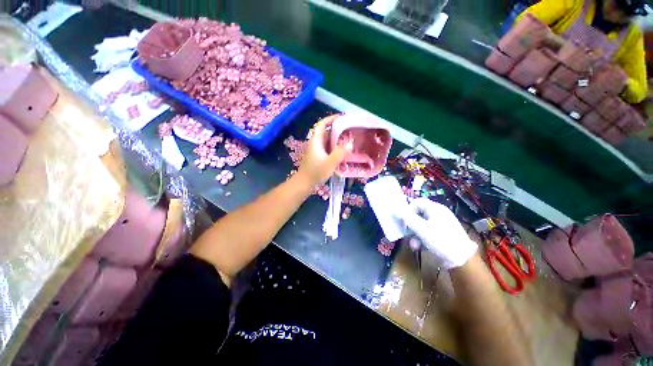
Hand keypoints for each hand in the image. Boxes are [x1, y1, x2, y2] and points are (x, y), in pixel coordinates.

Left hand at [297, 115, 349, 186]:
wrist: (304, 183)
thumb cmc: (316, 172)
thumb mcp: (330, 162)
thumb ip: (340, 153)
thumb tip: (350, 143)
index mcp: (316, 141)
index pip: (322, 124)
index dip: (330, 119)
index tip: (341, 117)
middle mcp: (315, 143)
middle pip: (326, 132)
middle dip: (337, 129)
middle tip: (349, 129)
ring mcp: (316, 150)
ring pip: (327, 140)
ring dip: (336, 139)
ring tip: (348, 139)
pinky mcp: (318, 156)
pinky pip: (327, 147)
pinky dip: (334, 146)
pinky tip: (342, 151)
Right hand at [402, 198, 477, 268]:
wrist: (462, 259)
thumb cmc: (441, 240)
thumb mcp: (422, 229)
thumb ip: (407, 218)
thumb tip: (396, 210)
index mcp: (434, 208)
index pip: (417, 202)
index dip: (408, 209)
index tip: (403, 220)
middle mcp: (437, 214)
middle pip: (418, 214)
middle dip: (411, 225)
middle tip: (407, 234)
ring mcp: (440, 224)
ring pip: (421, 225)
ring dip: (415, 234)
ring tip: (414, 245)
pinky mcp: (441, 234)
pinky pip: (427, 232)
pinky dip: (422, 239)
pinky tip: (421, 247)